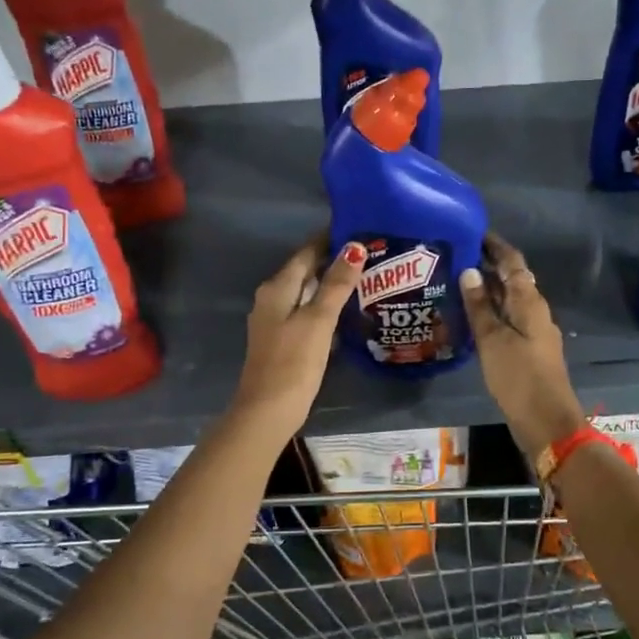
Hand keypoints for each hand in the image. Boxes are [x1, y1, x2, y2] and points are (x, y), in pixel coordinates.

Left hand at [231, 235, 365, 437]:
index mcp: (277, 288)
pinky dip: (325, 306)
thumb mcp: (318, 320)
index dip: (330, 239)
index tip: (359, 228)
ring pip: (306, 293)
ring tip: (365, 278)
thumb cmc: (294, 362)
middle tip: (370, 253)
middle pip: (305, 271)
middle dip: (334, 261)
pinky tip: (346, 311)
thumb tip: (354, 247)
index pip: (306, 252)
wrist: (268, 410)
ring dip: (331, 284)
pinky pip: (306, 312)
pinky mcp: (282, 340)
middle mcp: (271, 298)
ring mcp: (275, 321)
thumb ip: (336, 284)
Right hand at [460, 233, 587, 464]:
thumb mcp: (493, 340)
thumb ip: (480, 307)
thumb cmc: (519, 377)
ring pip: (509, 301)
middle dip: (487, 266)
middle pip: (512, 280)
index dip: (494, 246)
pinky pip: (508, 320)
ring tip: (456, 283)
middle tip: (455, 257)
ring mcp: (533, 331)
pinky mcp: (528, 350)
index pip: (513, 262)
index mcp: (530, 302)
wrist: (546, 421)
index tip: (472, 232)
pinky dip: (490, 312)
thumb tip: (469, 271)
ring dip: (487, 290)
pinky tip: (470, 318)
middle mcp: (535, 311)